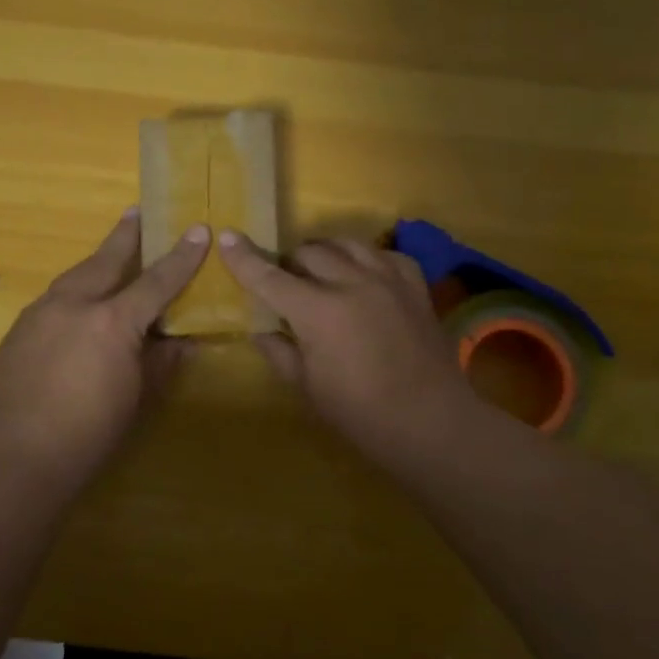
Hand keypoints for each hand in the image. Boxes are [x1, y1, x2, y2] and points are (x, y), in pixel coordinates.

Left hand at [0, 209, 209, 483]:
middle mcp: (74, 304)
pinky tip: (75, 307)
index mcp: (112, 321)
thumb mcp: (138, 397)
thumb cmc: (91, 432)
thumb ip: (161, 362)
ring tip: (109, 255)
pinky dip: (72, 294)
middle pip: (106, 260)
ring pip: (74, 276)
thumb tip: (183, 342)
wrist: (19, 457)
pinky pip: (52, 300)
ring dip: (95, 263)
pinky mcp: (18, 330)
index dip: (181, 256)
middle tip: (137, 211)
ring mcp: (40, 314)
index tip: (198, 230)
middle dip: (125, 235)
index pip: (156, 280)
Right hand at [217, 231, 484, 462]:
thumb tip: (260, 330)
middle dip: (288, 262)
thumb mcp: (308, 387)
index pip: (270, 276)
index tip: (227, 237)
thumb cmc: (361, 414)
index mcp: (318, 311)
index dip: (244, 258)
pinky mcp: (414, 284)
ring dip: (325, 253)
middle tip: (284, 282)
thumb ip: (279, 352)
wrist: (431, 422)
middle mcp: (351, 282)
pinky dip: (366, 260)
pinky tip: (364, 276)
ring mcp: (387, 278)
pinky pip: (384, 254)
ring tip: (321, 271)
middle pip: (308, 252)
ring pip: (346, 243)